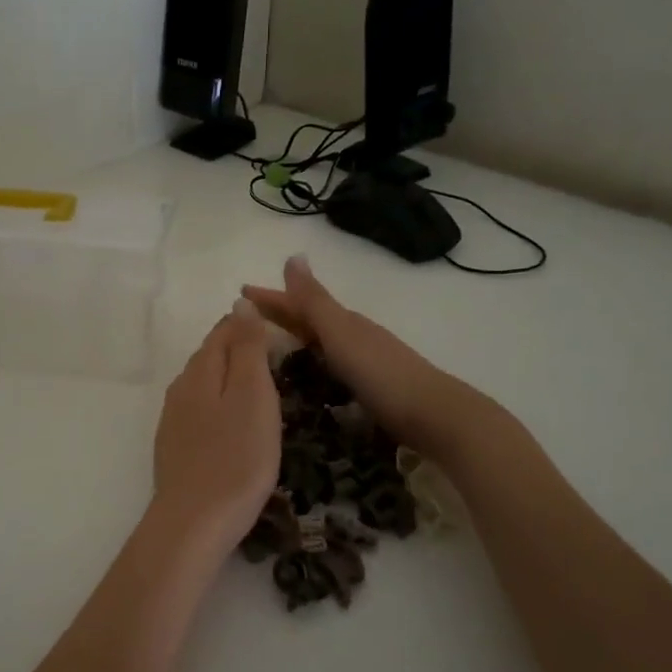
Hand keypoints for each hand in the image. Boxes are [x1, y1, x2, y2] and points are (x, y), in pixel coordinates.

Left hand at [149, 300, 281, 559]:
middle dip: (239, 348)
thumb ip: (247, 348)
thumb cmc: (236, 457)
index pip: (224, 331)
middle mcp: (180, 388)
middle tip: (275, 356)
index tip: (280, 330)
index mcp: (200, 371)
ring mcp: (173, 420)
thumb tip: (240, 301)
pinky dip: (219, 405)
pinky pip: (199, 411)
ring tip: (259, 387)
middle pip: (210, 356)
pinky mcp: (174, 447)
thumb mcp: (252, 395)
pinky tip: (232, 423)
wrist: (194, 523)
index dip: (250, 324)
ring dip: (228, 378)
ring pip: (203, 384)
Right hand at [243, 255, 485, 460]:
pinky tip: (309, 376)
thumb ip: (315, 301)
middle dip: (280, 315)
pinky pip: (331, 365)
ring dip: (296, 338)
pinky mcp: (371, 387)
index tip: (239, 293)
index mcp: (344, 322)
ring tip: (270, 345)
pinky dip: (313, 362)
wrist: (433, 415)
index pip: (299, 304)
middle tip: (245, 318)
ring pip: (321, 342)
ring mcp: (365, 361)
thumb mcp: (341, 334)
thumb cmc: (381, 373)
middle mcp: (354, 336)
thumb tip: (293, 256)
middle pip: (310, 320)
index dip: (270, 298)